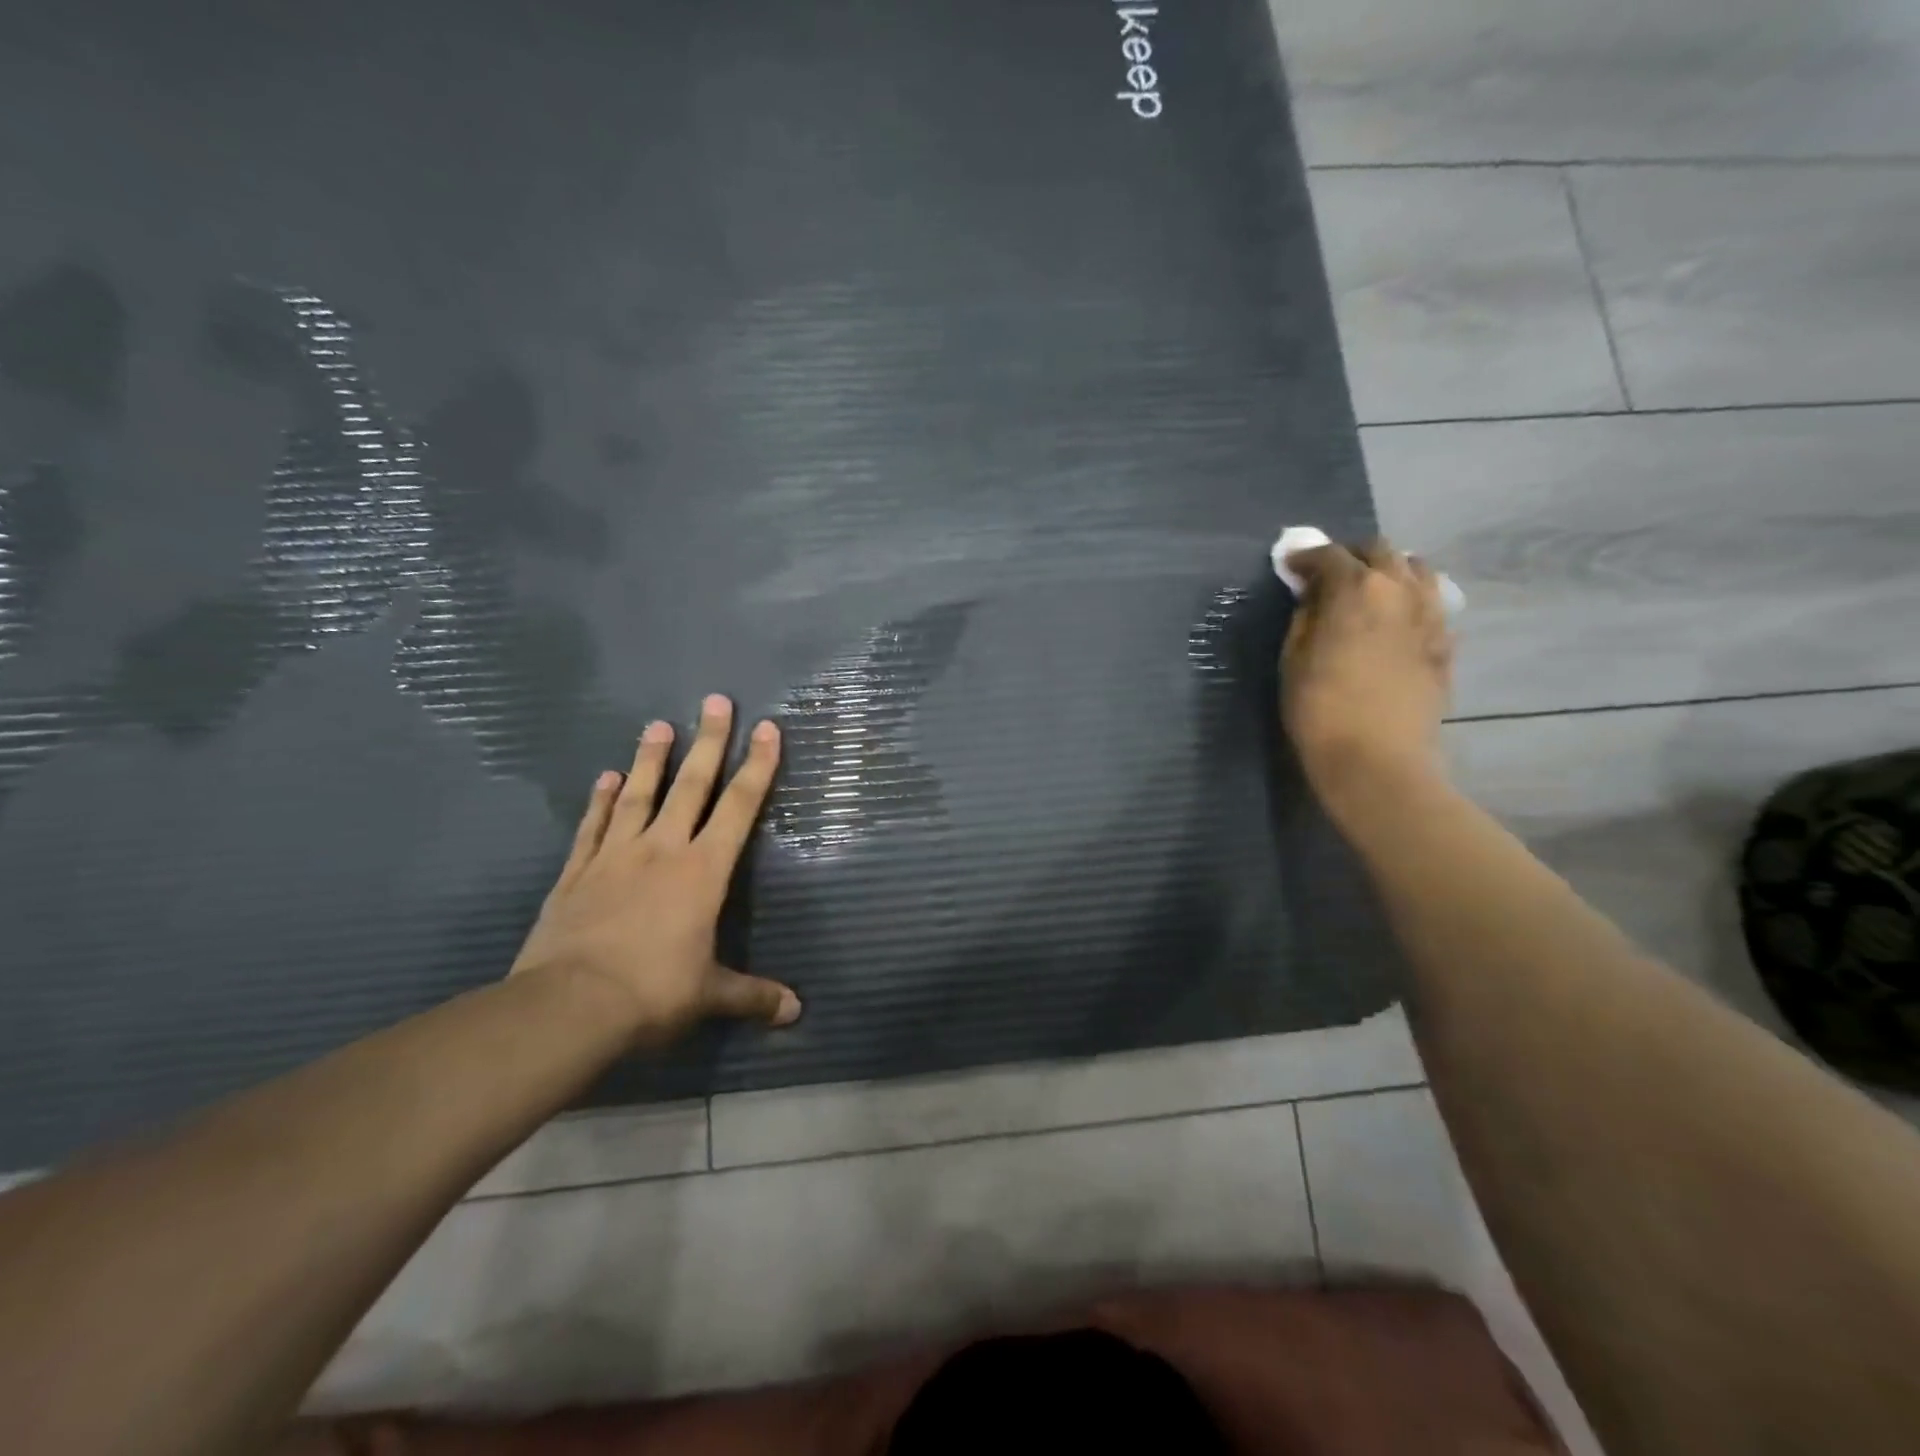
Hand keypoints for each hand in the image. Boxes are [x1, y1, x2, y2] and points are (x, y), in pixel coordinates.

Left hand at [509, 694, 800, 1048]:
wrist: (567, 1007)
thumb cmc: (652, 993)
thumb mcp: (709, 996)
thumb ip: (753, 996)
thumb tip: (796, 1011)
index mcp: (703, 871)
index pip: (739, 808)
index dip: (758, 768)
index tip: (768, 729)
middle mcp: (662, 850)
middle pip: (691, 786)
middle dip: (710, 742)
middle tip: (717, 701)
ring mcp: (615, 857)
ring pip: (639, 796)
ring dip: (651, 759)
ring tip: (658, 724)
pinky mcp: (577, 873)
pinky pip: (592, 827)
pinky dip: (600, 800)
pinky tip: (606, 777)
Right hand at [1281, 538, 1452, 807]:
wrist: (1377, 758)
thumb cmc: (1319, 709)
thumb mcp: (1293, 659)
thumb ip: (1305, 617)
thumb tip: (1314, 597)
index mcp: (1356, 589)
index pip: (1329, 555)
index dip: (1305, 557)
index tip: (1290, 566)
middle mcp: (1400, 589)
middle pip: (1379, 551)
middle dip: (1350, 556)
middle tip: (1328, 576)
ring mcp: (1431, 614)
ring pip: (1416, 570)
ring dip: (1388, 570)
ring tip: (1369, 590)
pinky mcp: (1446, 642)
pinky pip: (1431, 602)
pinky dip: (1410, 599)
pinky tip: (1394, 620)